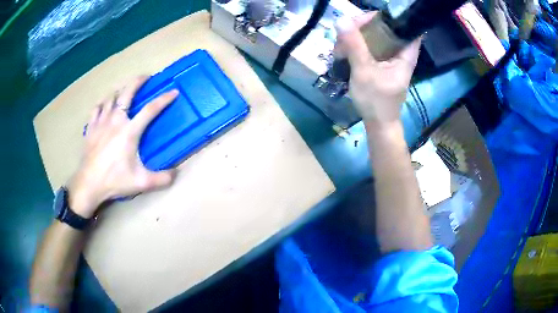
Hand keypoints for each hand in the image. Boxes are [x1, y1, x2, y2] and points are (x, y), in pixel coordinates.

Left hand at [68, 76, 178, 217]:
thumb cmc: (114, 181)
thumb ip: (161, 178)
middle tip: (146, 77)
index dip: (164, 99)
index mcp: (129, 131)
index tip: (173, 92)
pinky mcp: (91, 128)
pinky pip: (96, 108)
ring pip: (110, 97)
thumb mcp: (141, 183)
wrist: (89, 184)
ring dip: (119, 91)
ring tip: (124, 91)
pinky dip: (102, 103)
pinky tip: (104, 104)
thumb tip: (177, 174)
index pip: (150, 109)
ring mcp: (101, 122)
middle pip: (127, 93)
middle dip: (138, 81)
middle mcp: (116, 120)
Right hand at [334, 12, 420, 125]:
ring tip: (341, 46)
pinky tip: (345, 52)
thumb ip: (354, 45)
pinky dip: (358, 46)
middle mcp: (400, 53)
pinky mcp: (382, 63)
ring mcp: (391, 58)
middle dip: (365, 26)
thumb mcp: (364, 71)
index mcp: (405, 54)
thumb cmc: (376, 101)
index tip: (365, 20)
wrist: (378, 124)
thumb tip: (342, 20)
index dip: (386, 18)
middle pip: (386, 28)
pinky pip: (370, 47)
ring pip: (376, 37)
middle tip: (347, 32)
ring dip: (358, 37)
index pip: (404, 26)